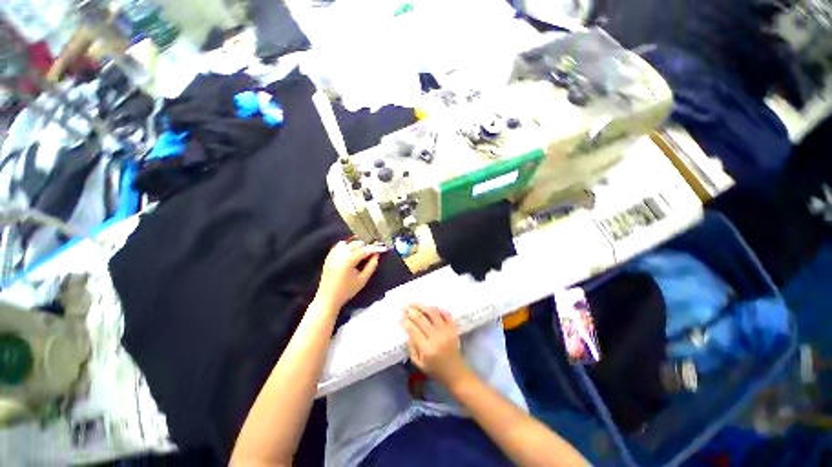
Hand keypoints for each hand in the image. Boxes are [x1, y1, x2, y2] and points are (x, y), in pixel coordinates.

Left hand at [314, 240, 385, 310]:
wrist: (328, 299)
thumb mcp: (363, 280)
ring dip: (358, 245)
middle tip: (375, 250)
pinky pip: (339, 245)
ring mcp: (333, 254)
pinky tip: (353, 250)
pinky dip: (348, 245)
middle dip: (367, 246)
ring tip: (365, 251)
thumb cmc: (346, 291)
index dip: (375, 248)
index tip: (384, 248)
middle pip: (357, 244)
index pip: (364, 250)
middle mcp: (340, 255)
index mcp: (348, 261)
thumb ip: (371, 266)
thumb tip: (376, 255)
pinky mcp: (329, 256)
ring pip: (349, 243)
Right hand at [401, 304, 468, 386]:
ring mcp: (447, 331)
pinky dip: (437, 308)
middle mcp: (437, 337)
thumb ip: (412, 346)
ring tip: (414, 304)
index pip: (413, 330)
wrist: (456, 373)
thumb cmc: (435, 370)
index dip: (405, 321)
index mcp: (427, 349)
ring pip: (433, 312)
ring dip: (422, 306)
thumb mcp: (418, 363)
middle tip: (404, 307)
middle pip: (421, 318)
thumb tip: (408, 329)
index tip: (400, 316)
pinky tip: (429, 307)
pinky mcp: (453, 328)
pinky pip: (445, 313)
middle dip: (411, 310)